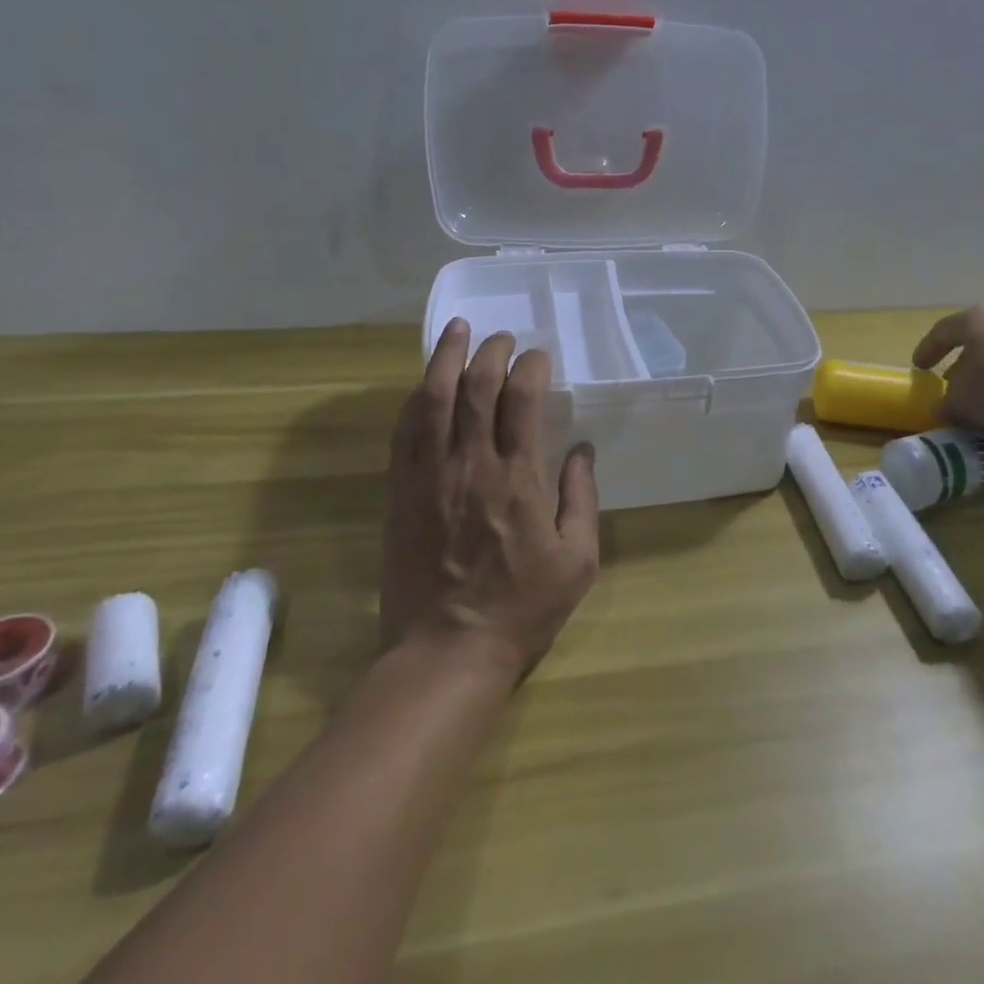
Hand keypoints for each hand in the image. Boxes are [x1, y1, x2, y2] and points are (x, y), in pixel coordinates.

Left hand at [380, 319, 599, 681]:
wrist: (445, 652)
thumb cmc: (521, 608)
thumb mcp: (577, 561)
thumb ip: (582, 499)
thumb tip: (582, 450)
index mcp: (518, 479)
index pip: (522, 400)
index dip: (530, 367)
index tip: (539, 357)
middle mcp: (471, 465)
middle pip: (477, 388)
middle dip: (491, 351)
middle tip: (502, 337)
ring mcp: (429, 476)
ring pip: (434, 400)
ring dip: (446, 358)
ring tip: (458, 330)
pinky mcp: (400, 492)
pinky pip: (404, 432)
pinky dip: (415, 399)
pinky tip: (425, 384)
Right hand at [912, 306, 983, 431]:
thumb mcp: (964, 402)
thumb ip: (947, 405)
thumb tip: (944, 409)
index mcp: (973, 319)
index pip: (941, 332)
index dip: (926, 350)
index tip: (918, 368)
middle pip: (972, 340)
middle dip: (959, 363)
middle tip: (949, 383)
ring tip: (981, 397)